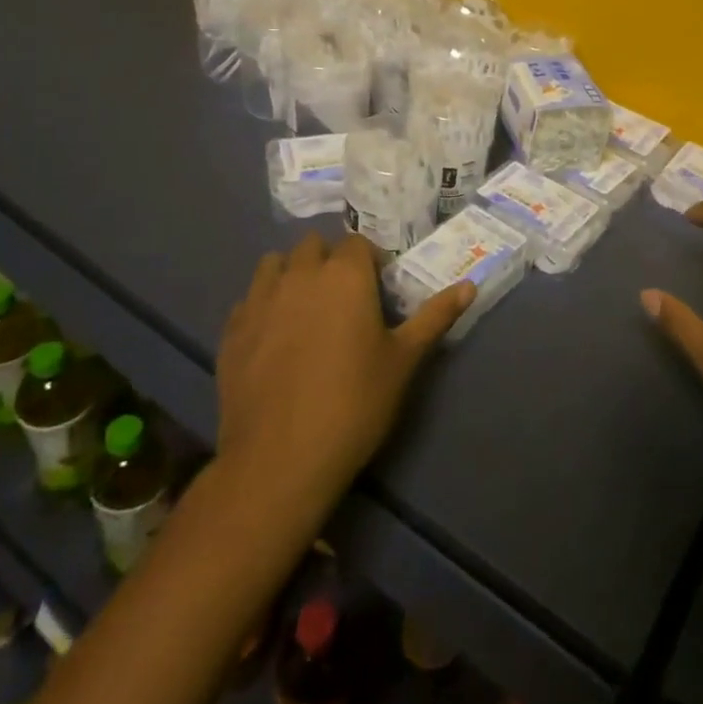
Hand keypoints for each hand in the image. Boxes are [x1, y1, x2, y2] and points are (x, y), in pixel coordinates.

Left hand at [214, 232, 470, 514]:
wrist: (280, 459)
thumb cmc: (355, 403)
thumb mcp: (404, 360)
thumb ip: (436, 316)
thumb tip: (470, 285)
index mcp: (345, 274)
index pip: (358, 243)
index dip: (370, 262)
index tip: (377, 291)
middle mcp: (300, 274)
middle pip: (314, 245)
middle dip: (330, 261)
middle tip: (344, 300)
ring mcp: (260, 299)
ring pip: (275, 264)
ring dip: (292, 274)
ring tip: (306, 310)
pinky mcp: (231, 329)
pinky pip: (249, 299)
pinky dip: (263, 305)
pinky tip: (274, 338)